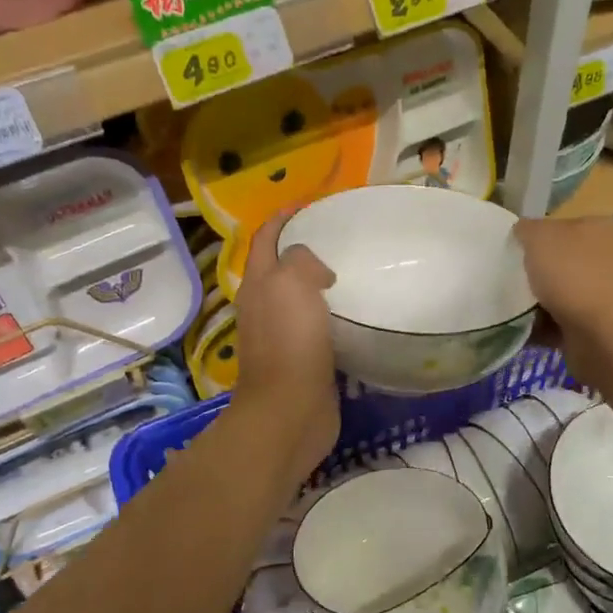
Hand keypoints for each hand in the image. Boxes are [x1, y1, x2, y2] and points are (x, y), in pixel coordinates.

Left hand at [232, 213, 339, 478]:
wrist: (291, 409)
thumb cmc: (290, 342)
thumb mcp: (292, 283)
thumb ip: (302, 260)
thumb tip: (318, 269)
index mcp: (258, 283)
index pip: (265, 238)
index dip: (282, 217)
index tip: (310, 203)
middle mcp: (264, 306)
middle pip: (279, 267)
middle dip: (301, 247)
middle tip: (337, 237)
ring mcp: (281, 334)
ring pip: (298, 297)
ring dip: (317, 282)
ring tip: (351, 270)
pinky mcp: (302, 358)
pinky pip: (316, 325)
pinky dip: (331, 313)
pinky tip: (354, 312)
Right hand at [514, 217, 612, 383]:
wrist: (606, 336)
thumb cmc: (574, 276)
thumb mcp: (540, 237)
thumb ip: (527, 229)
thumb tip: (523, 231)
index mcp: (601, 229)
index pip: (564, 226)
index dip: (537, 237)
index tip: (514, 252)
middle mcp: (610, 259)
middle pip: (563, 261)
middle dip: (538, 272)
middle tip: (509, 280)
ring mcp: (607, 295)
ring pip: (562, 294)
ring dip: (538, 303)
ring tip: (511, 308)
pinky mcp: (600, 327)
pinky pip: (563, 323)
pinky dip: (544, 328)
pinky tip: (523, 330)